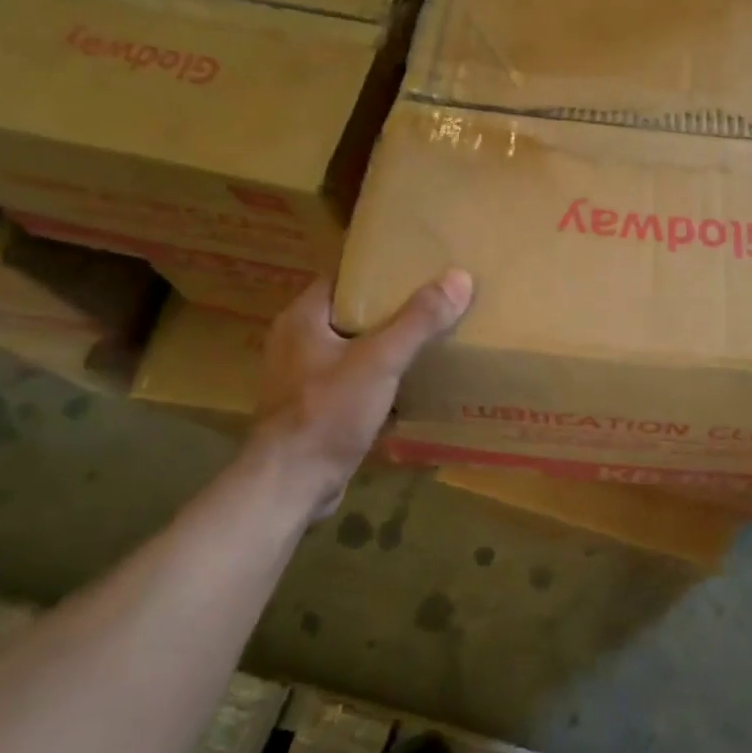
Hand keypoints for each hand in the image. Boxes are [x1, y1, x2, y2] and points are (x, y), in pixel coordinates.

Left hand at [248, 269, 472, 514]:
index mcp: (302, 318)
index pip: (344, 277)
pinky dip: (381, 382)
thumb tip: (459, 278)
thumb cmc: (328, 412)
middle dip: (392, 310)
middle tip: (435, 303)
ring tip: (431, 340)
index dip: (380, 270)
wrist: (292, 484)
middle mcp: (298, 342)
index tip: (419, 268)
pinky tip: (412, 385)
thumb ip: (418, 321)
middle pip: (353, 314)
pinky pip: (355, 384)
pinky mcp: (316, 410)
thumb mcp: (380, 361)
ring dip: (388, 348)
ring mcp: (304, 379)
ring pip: (355, 350)